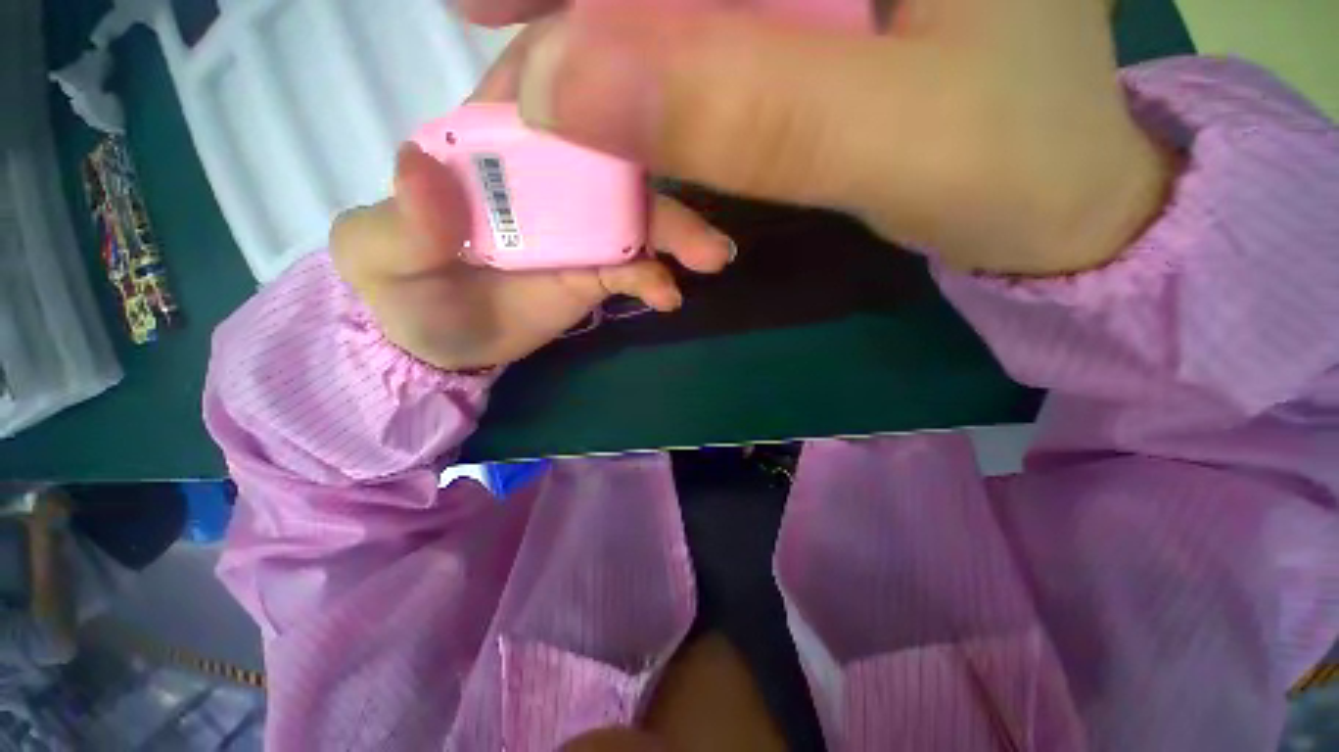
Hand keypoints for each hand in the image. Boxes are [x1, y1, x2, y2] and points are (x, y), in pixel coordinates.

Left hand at [331, 26, 733, 370]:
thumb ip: (404, 216)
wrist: (442, 345)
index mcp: (489, 149)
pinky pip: (632, 269)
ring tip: (711, 257)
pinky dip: (654, 279)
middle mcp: (546, 179)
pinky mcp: (593, 274)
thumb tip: (421, 166)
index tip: (647, 64)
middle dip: (658, 170)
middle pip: (610, 157)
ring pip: (635, 216)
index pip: (539, 85)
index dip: (587, 63)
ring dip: (675, 233)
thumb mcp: (379, 254)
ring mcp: (578, 230)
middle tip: (696, 198)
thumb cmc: (403, 288)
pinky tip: (668, 297)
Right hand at [460, 0, 1174, 275]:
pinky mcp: (837, 17)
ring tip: (548, 65)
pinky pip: (730, 25)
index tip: (487, 3)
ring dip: (623, 31)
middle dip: (596, 6)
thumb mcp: (887, 142)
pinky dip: (674, 55)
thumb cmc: (1007, 172)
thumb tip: (566, 87)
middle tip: (505, 40)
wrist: (1049, 201)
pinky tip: (639, 83)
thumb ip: (739, 111)